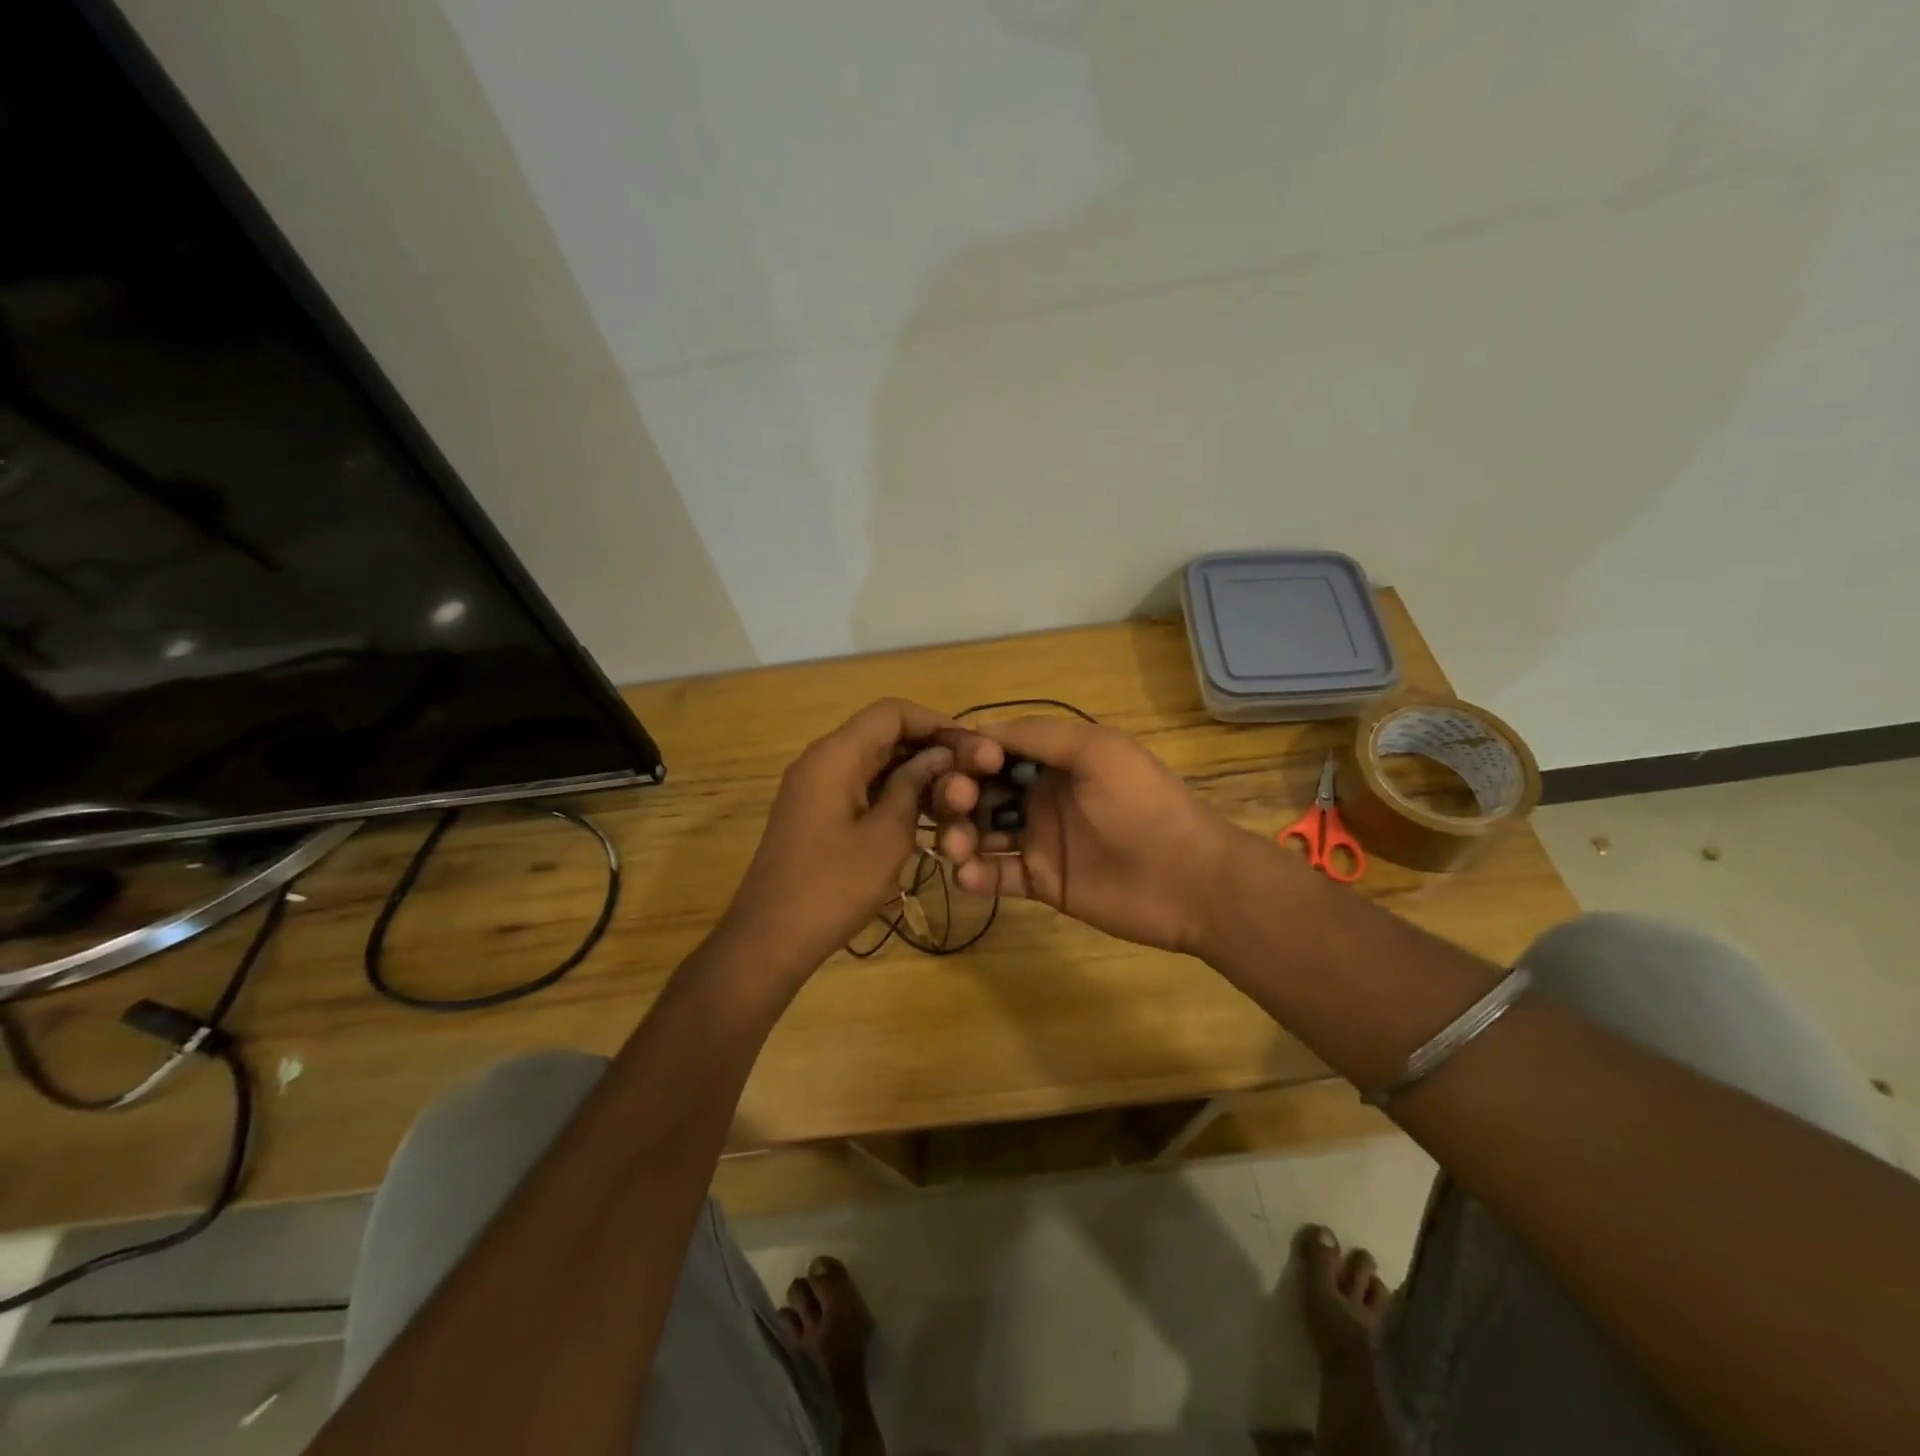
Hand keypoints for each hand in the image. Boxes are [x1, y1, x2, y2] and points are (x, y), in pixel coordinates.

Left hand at [719, 699, 1000, 979]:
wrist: (770, 937)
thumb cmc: (833, 887)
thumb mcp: (887, 836)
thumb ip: (914, 787)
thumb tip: (939, 756)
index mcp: (836, 756)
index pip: (891, 712)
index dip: (935, 722)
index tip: (971, 746)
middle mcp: (822, 759)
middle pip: (881, 733)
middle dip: (926, 747)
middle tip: (969, 774)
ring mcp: (815, 785)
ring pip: (871, 759)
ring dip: (911, 770)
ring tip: (952, 794)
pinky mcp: (815, 810)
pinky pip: (859, 783)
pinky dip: (890, 789)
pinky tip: (922, 812)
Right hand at [931, 716, 1243, 953]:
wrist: (1189, 879)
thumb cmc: (1142, 805)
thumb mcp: (1096, 751)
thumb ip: (1037, 735)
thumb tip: (976, 729)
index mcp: (1053, 759)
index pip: (994, 750)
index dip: (967, 753)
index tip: (953, 764)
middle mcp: (1040, 794)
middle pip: (980, 790)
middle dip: (956, 794)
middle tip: (957, 805)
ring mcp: (1039, 839)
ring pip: (981, 832)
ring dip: (959, 834)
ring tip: (956, 848)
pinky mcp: (1042, 881)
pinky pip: (998, 875)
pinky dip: (976, 875)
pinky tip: (969, 876)